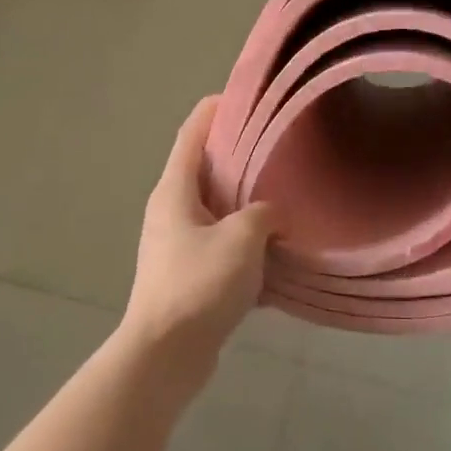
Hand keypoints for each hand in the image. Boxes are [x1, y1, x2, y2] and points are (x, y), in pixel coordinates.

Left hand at [120, 97, 276, 390]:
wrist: (165, 354)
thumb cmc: (198, 284)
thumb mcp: (241, 238)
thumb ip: (263, 213)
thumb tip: (272, 214)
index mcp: (174, 190)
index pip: (192, 133)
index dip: (215, 110)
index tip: (246, 96)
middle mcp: (171, 210)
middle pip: (204, 168)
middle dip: (239, 154)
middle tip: (278, 145)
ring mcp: (177, 243)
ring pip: (216, 207)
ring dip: (245, 199)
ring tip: (284, 191)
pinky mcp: (188, 274)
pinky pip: (221, 243)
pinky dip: (245, 239)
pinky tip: (277, 247)